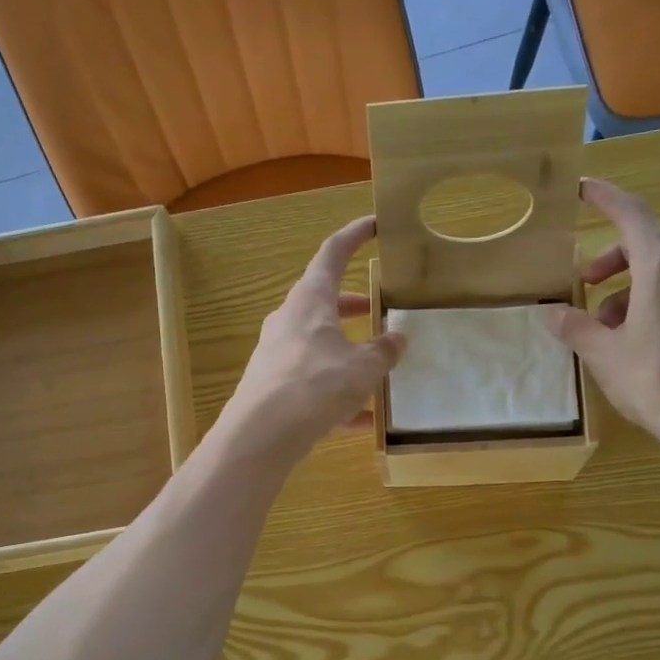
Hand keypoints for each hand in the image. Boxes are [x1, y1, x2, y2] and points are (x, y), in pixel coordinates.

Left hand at [216, 216, 405, 463]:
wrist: (262, 433)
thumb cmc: (316, 385)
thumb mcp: (363, 367)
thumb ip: (384, 351)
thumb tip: (397, 339)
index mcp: (310, 301)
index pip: (332, 254)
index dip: (354, 236)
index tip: (373, 226)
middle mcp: (288, 321)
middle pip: (323, 303)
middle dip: (353, 306)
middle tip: (378, 311)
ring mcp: (276, 354)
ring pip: (318, 345)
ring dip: (346, 353)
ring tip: (376, 372)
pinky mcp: (272, 387)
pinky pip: (311, 382)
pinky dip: (336, 394)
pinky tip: (360, 421)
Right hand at [545, 178, 659, 459]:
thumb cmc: (656, 379)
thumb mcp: (604, 355)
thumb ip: (576, 328)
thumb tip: (552, 312)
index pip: (632, 215)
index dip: (606, 198)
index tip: (583, 190)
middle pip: (652, 240)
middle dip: (616, 252)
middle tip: (589, 281)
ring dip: (632, 282)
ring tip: (606, 321)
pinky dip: (652, 299)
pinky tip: (635, 337)